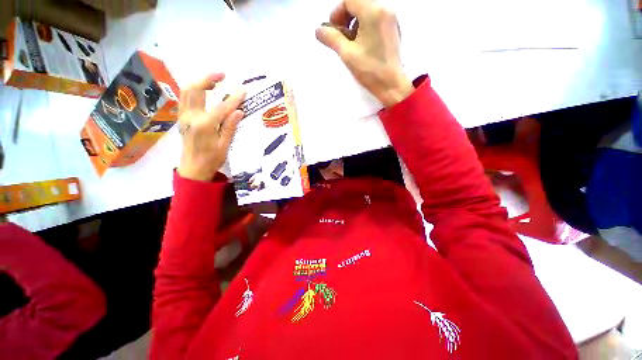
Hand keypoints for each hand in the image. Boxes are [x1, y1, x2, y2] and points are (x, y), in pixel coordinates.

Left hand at [177, 73, 245, 181]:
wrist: (193, 169)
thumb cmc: (212, 159)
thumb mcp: (225, 145)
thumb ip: (230, 126)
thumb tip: (239, 111)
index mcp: (204, 125)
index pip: (222, 107)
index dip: (234, 98)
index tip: (243, 90)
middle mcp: (191, 117)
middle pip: (196, 90)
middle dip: (208, 78)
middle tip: (222, 75)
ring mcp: (184, 116)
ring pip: (187, 91)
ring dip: (199, 82)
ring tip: (214, 80)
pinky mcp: (182, 118)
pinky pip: (185, 98)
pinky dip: (194, 90)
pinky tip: (203, 91)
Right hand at [316, 0, 413, 106]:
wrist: (390, 84)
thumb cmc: (369, 70)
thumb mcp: (347, 54)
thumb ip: (331, 38)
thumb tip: (318, 30)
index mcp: (373, 12)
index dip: (337, 12)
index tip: (333, 29)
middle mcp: (385, 9)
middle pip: (359, 2)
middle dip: (346, 16)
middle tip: (341, 35)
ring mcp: (391, 18)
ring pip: (367, 10)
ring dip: (355, 21)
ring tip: (351, 42)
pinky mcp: (393, 28)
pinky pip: (375, 18)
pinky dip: (365, 25)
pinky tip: (362, 43)